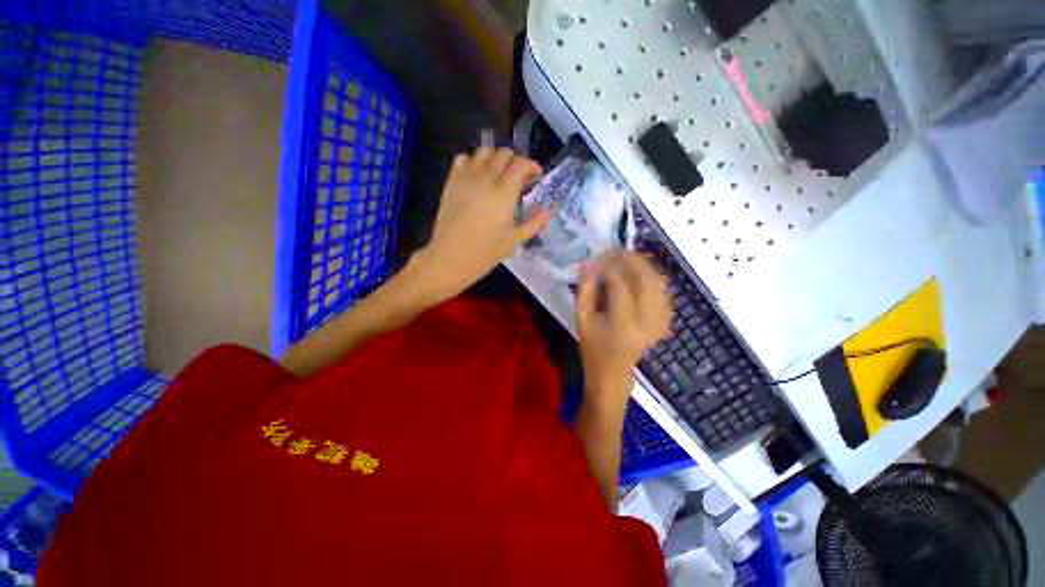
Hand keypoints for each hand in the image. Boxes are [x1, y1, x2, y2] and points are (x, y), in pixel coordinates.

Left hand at [410, 147, 551, 301]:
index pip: (521, 164)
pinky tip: (478, 178)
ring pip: (484, 151)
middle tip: (520, 179)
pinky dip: (474, 161)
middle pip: (504, 153)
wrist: (449, 258)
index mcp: (503, 194)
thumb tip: (552, 209)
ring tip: (500, 176)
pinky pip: (463, 158)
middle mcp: (485, 179)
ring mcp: (465, 178)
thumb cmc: (485, 253)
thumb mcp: (514, 240)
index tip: (536, 177)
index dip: (532, 166)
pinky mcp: (451, 181)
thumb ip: (535, 222)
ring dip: (496, 159)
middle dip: (516, 162)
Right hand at [577, 251, 671, 406]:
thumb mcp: (581, 319)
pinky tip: (640, 276)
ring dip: (644, 266)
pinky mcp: (665, 322)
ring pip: (660, 283)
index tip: (599, 256)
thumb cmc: (592, 347)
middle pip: (647, 279)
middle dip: (632, 259)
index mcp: (622, 324)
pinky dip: (653, 279)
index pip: (620, 284)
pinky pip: (664, 292)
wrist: (613, 373)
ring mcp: (660, 322)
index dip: (609, 266)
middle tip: (616, 251)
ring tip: (627, 260)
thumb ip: (585, 290)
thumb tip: (589, 262)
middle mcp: (647, 322)